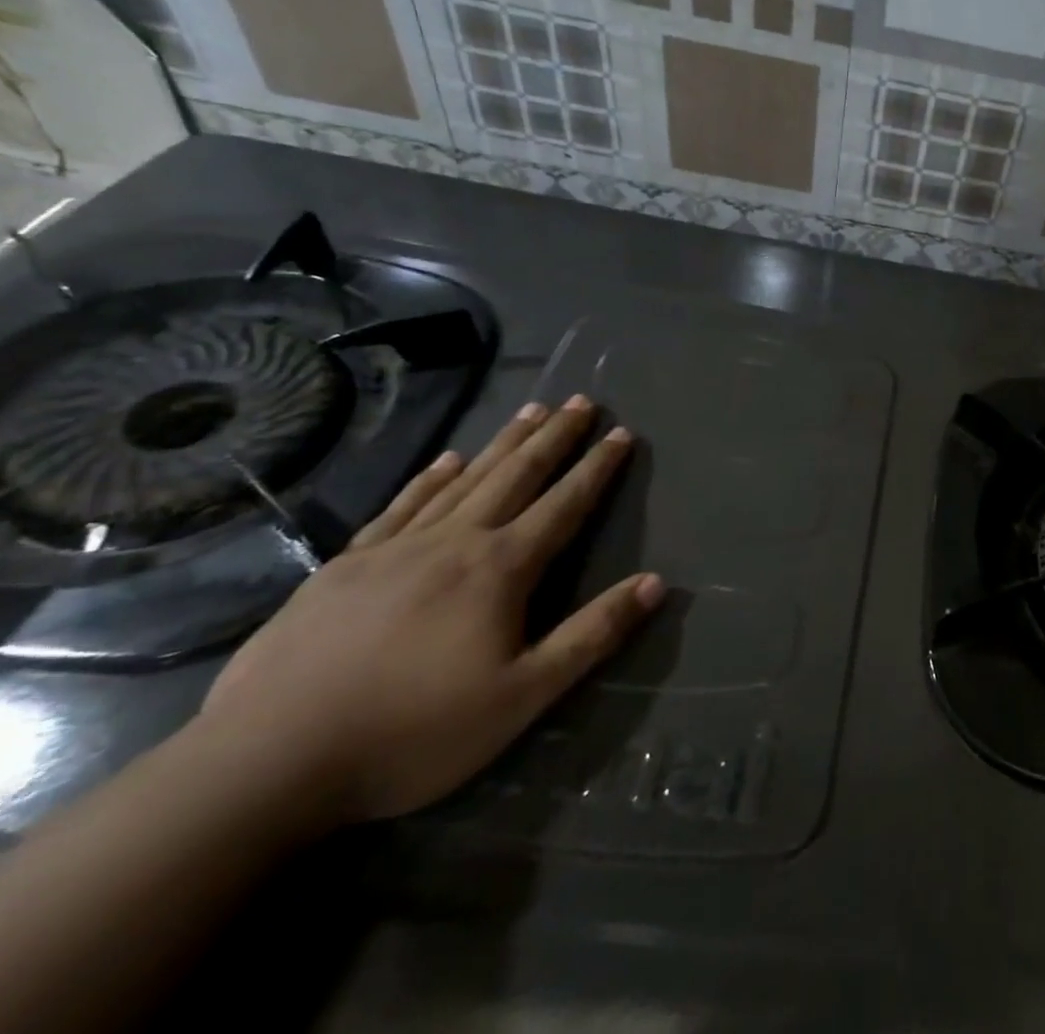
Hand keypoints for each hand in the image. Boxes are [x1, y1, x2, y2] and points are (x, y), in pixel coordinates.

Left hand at [197, 396, 663, 828]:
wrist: (265, 765)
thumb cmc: (413, 733)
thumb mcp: (523, 696)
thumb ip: (592, 634)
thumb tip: (655, 583)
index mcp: (500, 569)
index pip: (564, 504)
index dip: (597, 468)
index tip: (622, 433)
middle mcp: (454, 542)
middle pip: (516, 475)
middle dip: (554, 436)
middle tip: (581, 401)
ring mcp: (394, 549)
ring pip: (464, 479)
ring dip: (503, 443)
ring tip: (531, 410)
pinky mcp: (343, 567)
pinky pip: (401, 505)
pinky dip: (430, 477)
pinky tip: (447, 459)